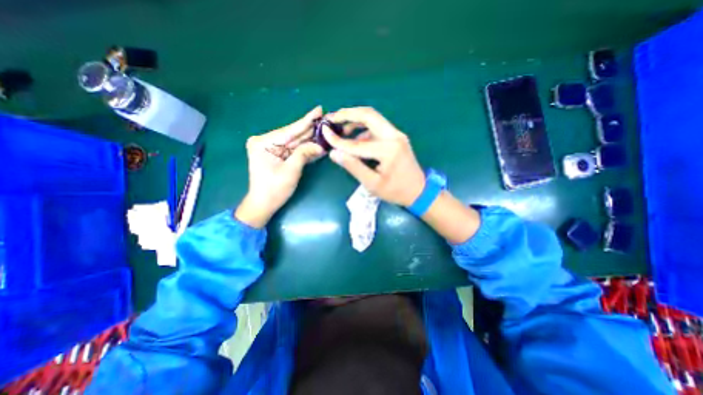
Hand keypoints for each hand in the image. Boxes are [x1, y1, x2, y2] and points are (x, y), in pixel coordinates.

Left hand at [234, 107, 325, 227]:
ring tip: (325, 130)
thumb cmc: (274, 189)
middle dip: (310, 129)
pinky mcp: (277, 155)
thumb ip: (304, 154)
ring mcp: (272, 148)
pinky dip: (306, 149)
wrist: (264, 204)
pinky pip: (294, 150)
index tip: (319, 109)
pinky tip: (318, 143)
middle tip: (325, 120)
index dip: (306, 121)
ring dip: (310, 139)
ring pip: (295, 142)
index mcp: (263, 142)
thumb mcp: (291, 171)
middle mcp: (266, 142)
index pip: (289, 130)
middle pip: (293, 135)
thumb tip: (320, 145)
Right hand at [320, 108, 424, 205]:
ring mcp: (397, 135)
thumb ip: (353, 167)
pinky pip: (377, 128)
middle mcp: (394, 136)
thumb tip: (334, 153)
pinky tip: (355, 138)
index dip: (338, 140)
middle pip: (369, 115)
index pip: (357, 143)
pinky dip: (364, 129)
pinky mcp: (397, 137)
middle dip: (348, 114)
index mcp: (388, 150)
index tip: (324, 132)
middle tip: (332, 118)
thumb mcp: (372, 184)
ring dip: (356, 120)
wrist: (419, 191)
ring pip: (373, 118)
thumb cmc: (396, 191)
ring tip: (340, 128)